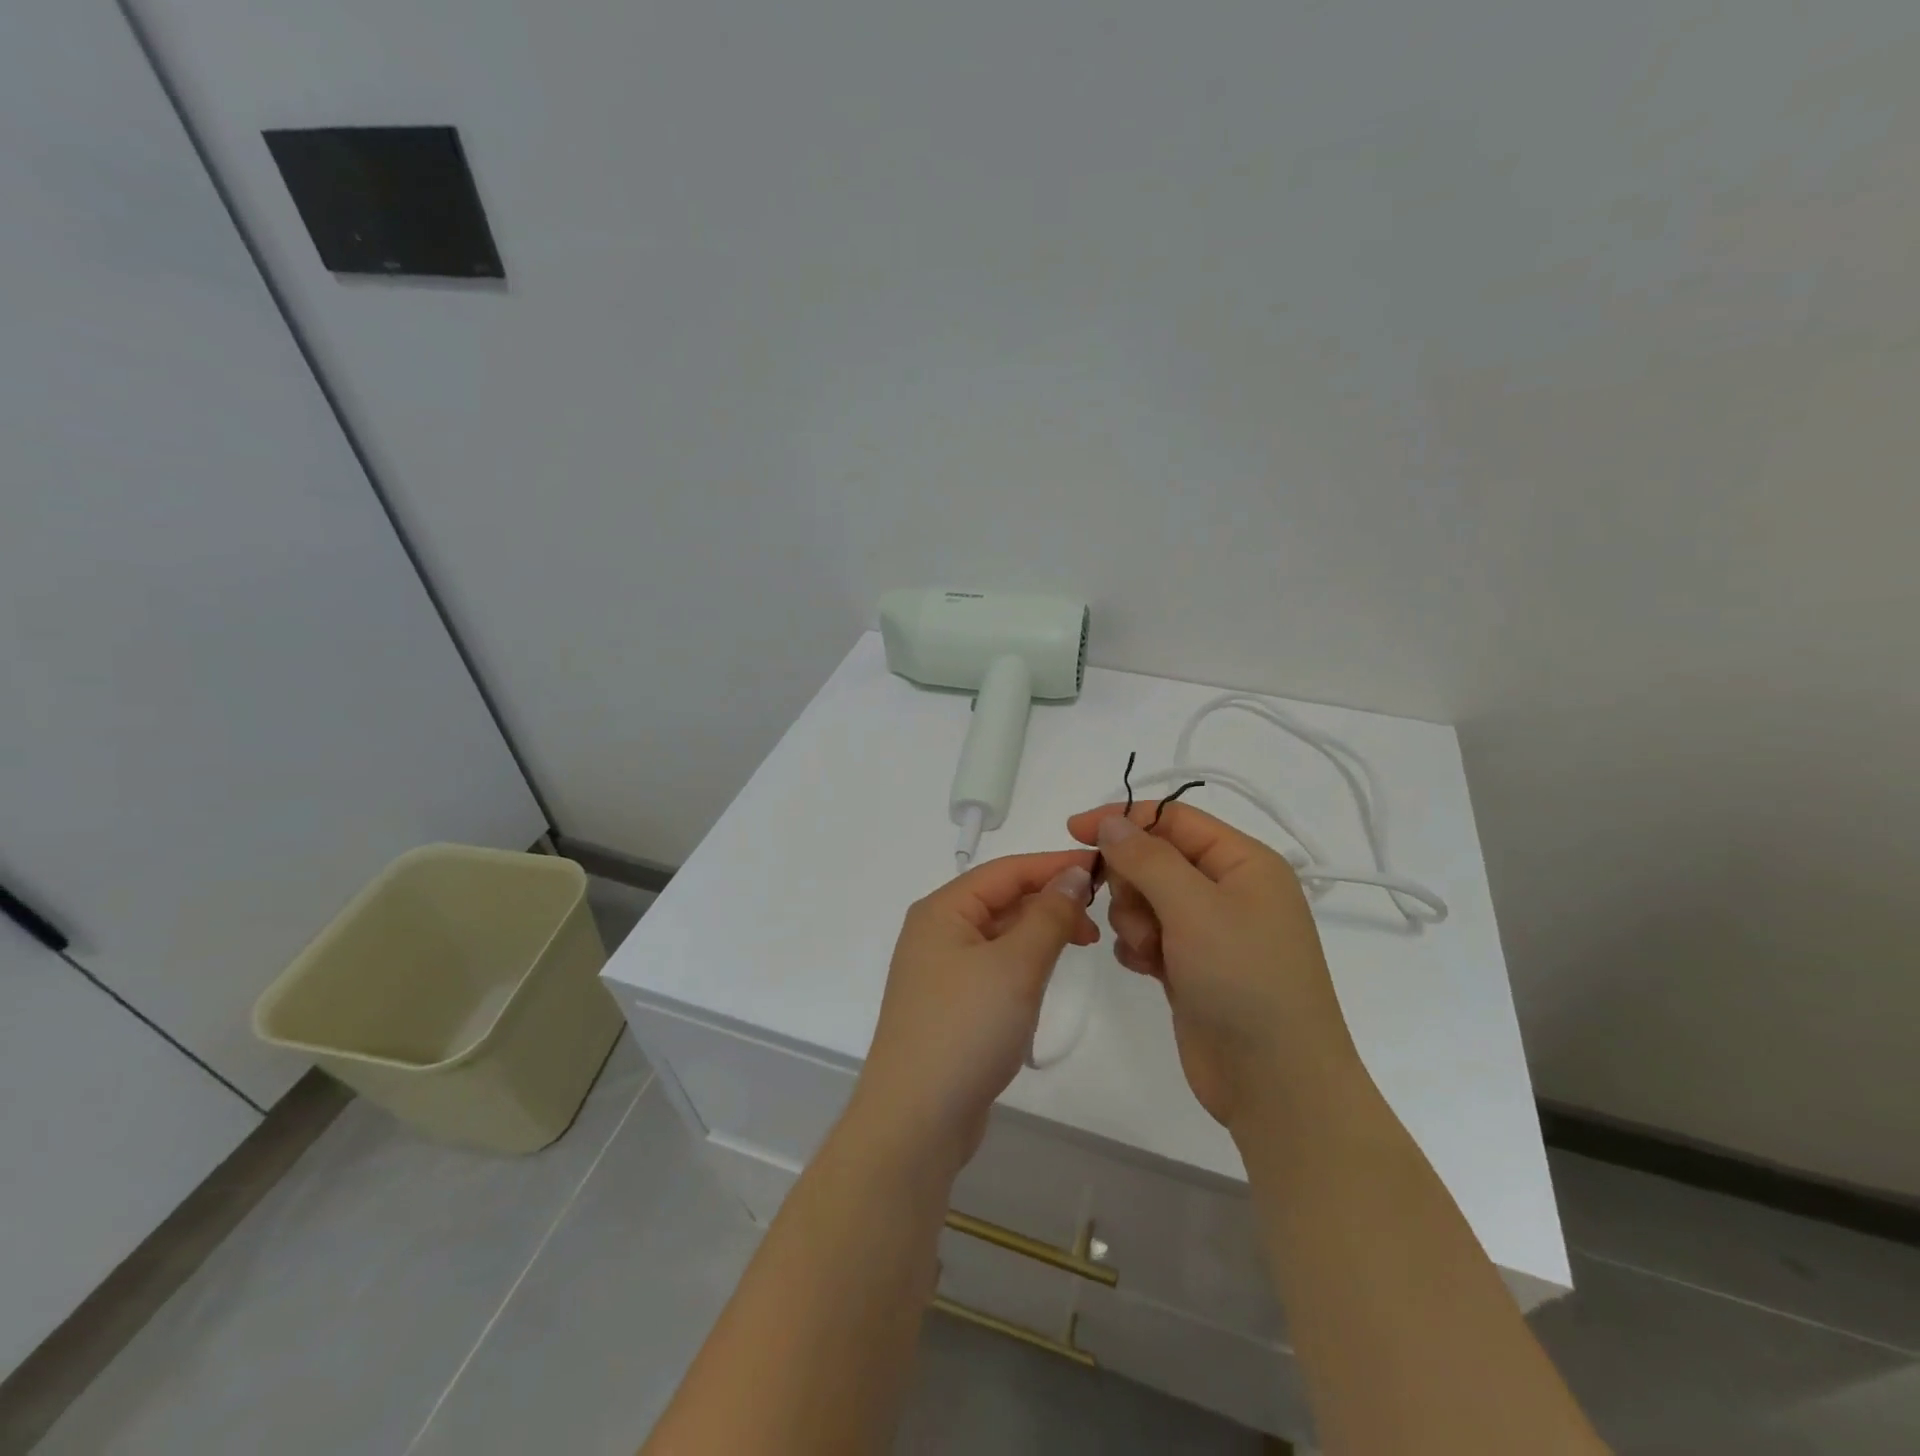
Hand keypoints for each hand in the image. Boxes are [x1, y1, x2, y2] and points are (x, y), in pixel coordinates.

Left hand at [851, 850, 1097, 1177]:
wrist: (916, 1120)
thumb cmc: (965, 1029)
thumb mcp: (1016, 966)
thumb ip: (1049, 916)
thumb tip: (1074, 875)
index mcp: (943, 910)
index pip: (1006, 870)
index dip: (1055, 865)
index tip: (1104, 866)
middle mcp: (937, 932)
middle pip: (1002, 899)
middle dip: (1051, 899)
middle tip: (1100, 916)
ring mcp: (941, 971)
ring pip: (1001, 933)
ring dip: (1041, 930)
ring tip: (1084, 942)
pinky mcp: (952, 1005)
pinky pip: (995, 965)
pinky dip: (1026, 960)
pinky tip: (1048, 973)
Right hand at [1067, 802, 1356, 1132]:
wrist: (1275, 1084)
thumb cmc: (1243, 980)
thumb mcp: (1195, 907)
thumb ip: (1146, 858)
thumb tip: (1111, 822)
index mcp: (1244, 863)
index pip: (1174, 818)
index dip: (1124, 819)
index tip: (1074, 831)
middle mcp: (1229, 890)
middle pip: (1155, 859)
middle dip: (1133, 883)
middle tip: (1137, 915)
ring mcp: (1211, 931)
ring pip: (1146, 898)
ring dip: (1135, 920)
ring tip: (1150, 952)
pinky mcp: (1192, 966)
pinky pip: (1148, 935)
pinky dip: (1139, 947)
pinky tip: (1146, 969)